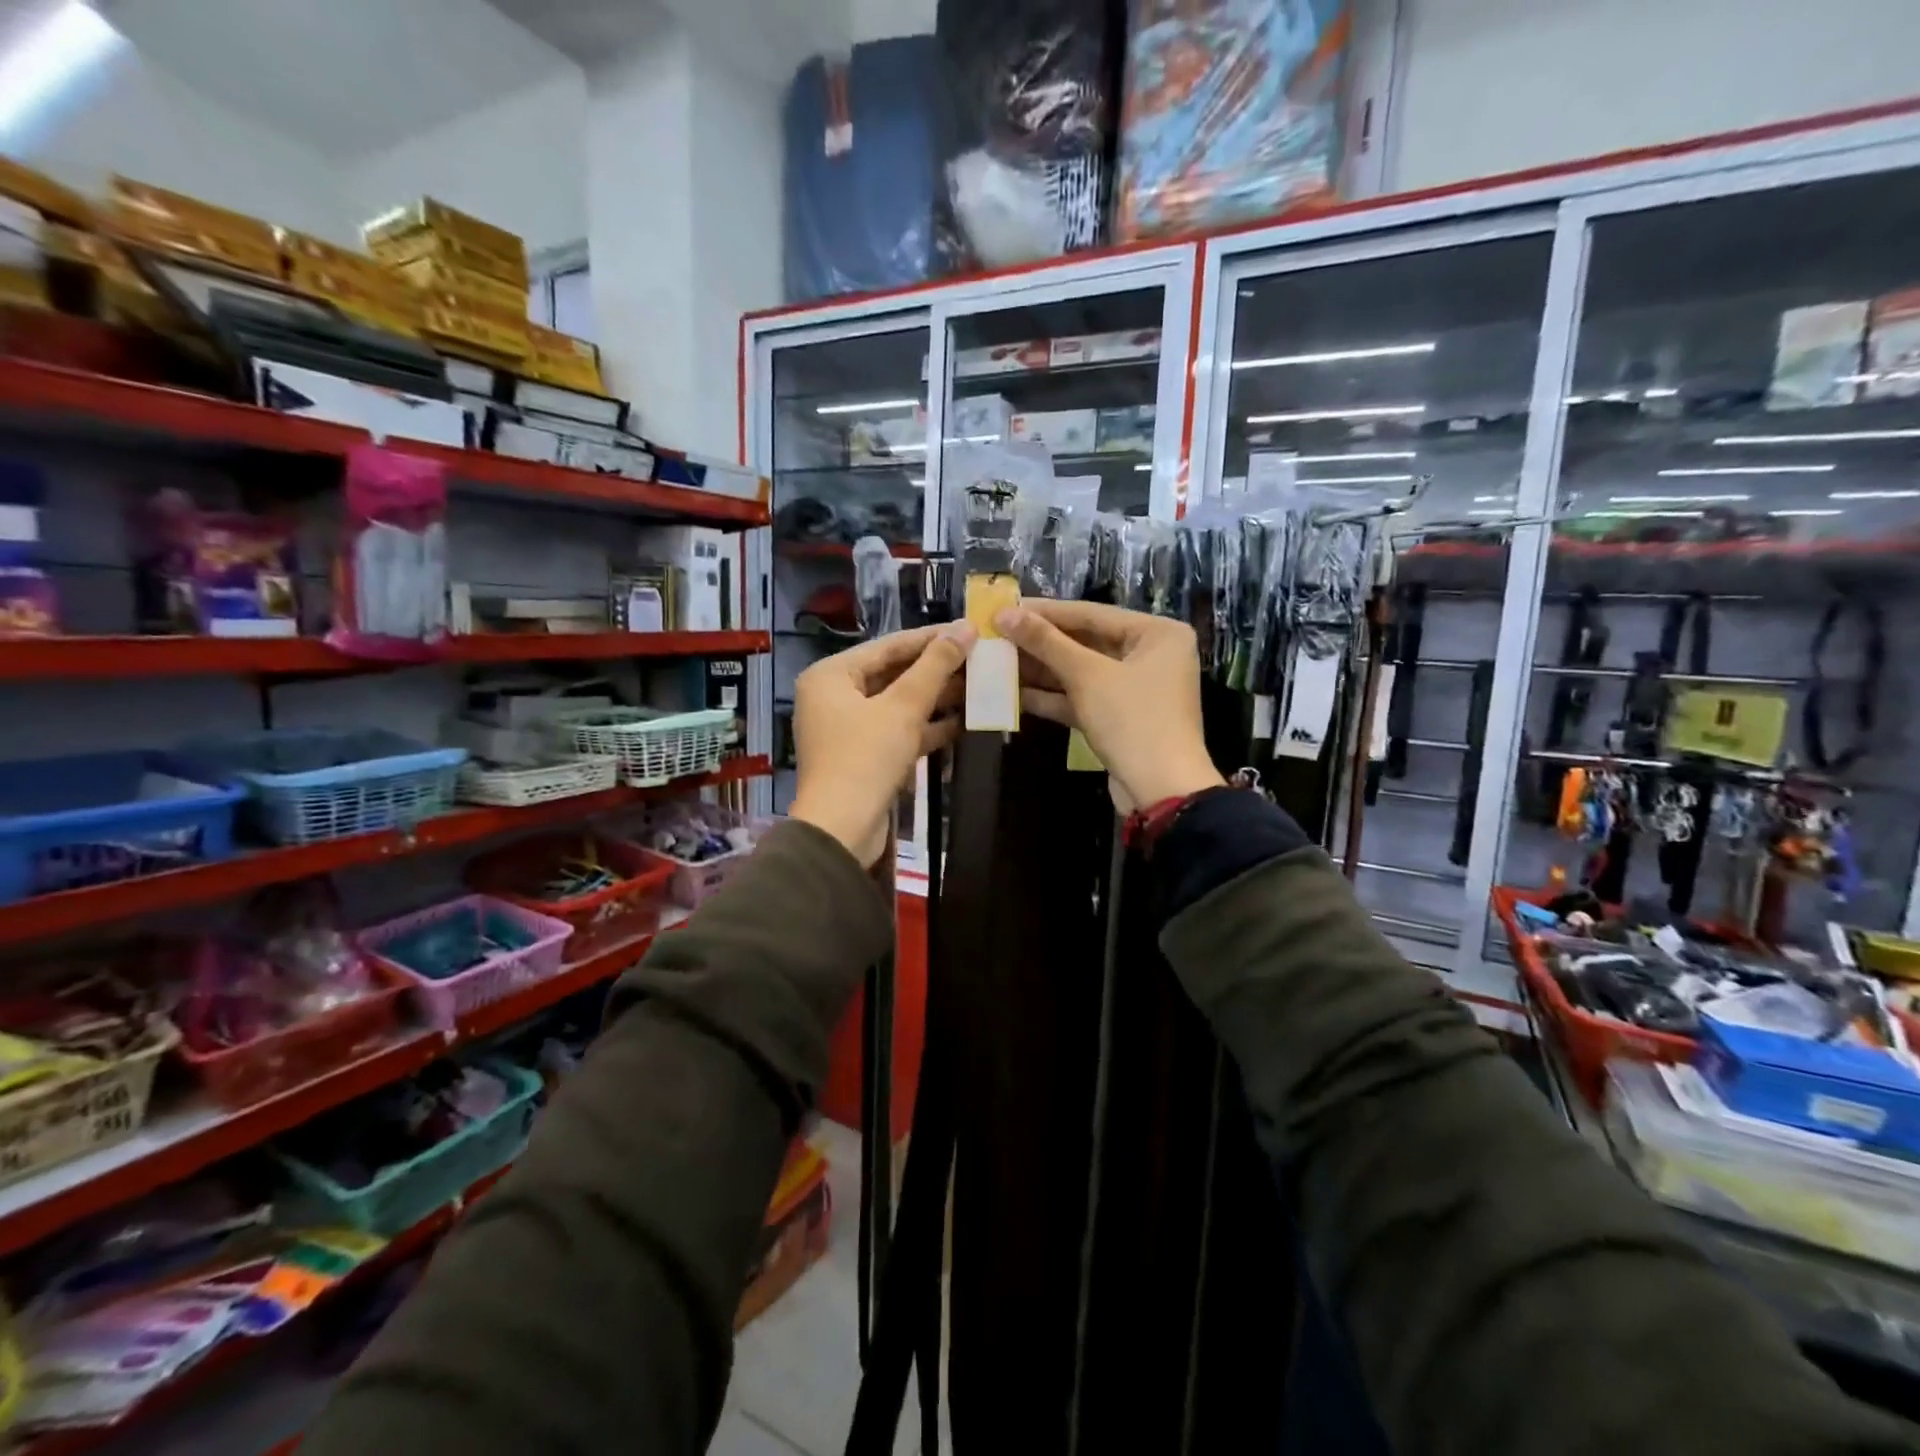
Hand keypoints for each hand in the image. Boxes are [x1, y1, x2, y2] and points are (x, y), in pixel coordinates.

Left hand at [789, 622, 976, 866]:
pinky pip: (898, 731)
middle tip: (979, 658)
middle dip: (937, 669)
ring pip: (899, 704)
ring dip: (937, 698)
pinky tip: (964, 721)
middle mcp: (834, 696)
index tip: (970, 629)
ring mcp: (848, 729)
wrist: (842, 830)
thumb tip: (965, 628)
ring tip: (979, 686)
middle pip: (893, 673)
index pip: (889, 645)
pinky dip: (927, 727)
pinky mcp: (864, 756)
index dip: (931, 637)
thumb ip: (935, 666)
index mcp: (831, 675)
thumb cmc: (865, 758)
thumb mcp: (903, 707)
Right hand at [995, 600, 1222, 811]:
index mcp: (1157, 633)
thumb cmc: (1133, 720)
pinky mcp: (1120, 718)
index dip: (1045, 611)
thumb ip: (1046, 642)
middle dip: (1040, 643)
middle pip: (1086, 642)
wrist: (1161, 791)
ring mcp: (1134, 689)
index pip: (1092, 613)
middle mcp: (1150, 655)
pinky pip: (1082, 698)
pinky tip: (1013, 693)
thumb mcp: (1087, 676)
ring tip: (996, 662)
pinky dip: (1052, 697)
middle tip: (996, 635)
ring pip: (1081, 672)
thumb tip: (1004, 613)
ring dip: (1040, 670)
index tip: (1005, 607)